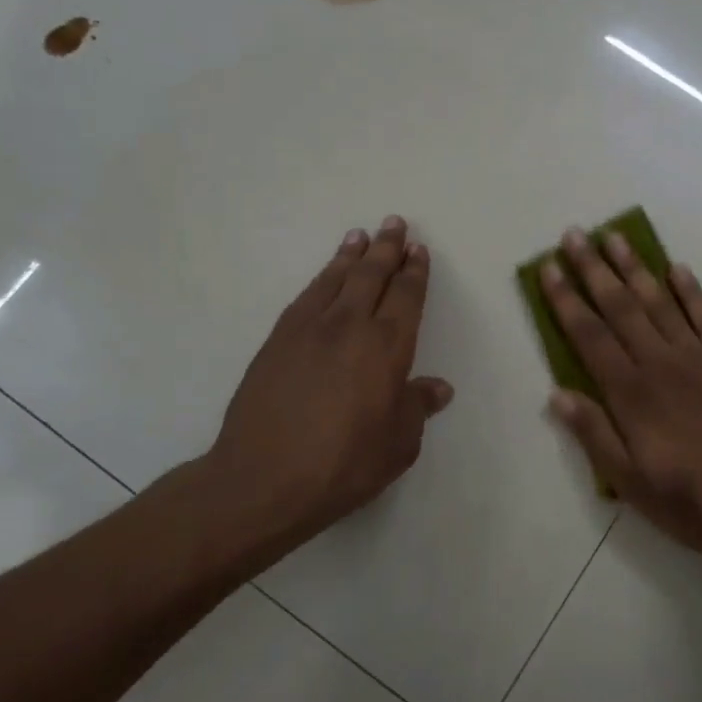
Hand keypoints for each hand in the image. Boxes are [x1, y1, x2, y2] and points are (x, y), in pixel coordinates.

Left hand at [206, 217, 452, 555]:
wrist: (263, 478)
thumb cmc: (343, 465)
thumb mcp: (397, 444)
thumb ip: (417, 408)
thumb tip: (438, 388)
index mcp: (387, 348)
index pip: (406, 297)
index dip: (415, 272)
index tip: (419, 251)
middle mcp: (350, 326)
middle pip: (372, 275)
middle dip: (387, 248)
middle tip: (395, 223)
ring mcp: (309, 328)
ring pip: (336, 278)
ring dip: (351, 254)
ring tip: (360, 235)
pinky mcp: (278, 339)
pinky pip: (307, 295)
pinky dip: (321, 277)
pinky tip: (326, 274)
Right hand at [542, 227, 701, 555]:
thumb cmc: (693, 499)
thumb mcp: (631, 483)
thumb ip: (594, 435)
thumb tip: (557, 394)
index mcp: (631, 393)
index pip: (589, 335)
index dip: (565, 299)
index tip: (548, 268)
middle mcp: (660, 362)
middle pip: (619, 306)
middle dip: (592, 268)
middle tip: (574, 235)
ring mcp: (698, 355)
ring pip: (658, 300)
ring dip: (634, 266)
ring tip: (614, 236)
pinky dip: (689, 289)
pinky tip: (676, 268)